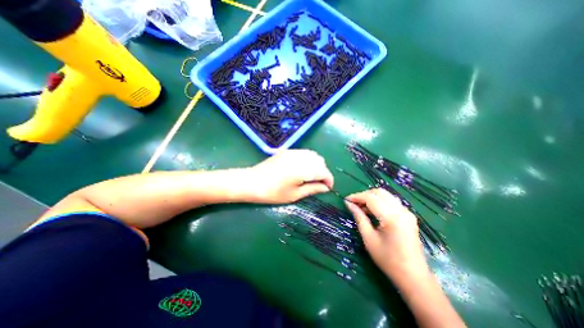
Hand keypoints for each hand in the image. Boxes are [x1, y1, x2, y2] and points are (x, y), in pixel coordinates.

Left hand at [245, 148, 332, 204]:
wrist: (252, 182)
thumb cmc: (273, 193)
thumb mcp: (294, 194)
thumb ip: (313, 189)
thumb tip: (325, 188)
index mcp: (303, 169)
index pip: (323, 171)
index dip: (329, 180)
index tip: (328, 188)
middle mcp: (300, 157)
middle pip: (320, 161)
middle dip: (323, 172)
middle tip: (319, 183)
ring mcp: (293, 152)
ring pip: (313, 155)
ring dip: (316, 165)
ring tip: (311, 177)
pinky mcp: (287, 151)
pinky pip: (304, 153)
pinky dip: (308, 160)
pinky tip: (303, 169)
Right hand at [343, 189, 427, 279]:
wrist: (413, 276)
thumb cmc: (388, 260)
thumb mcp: (369, 239)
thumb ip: (359, 217)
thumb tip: (349, 204)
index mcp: (391, 218)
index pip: (371, 198)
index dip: (356, 196)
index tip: (346, 200)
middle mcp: (401, 211)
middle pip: (379, 192)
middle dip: (364, 194)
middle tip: (354, 203)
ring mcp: (407, 212)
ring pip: (386, 195)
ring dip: (372, 197)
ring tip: (361, 207)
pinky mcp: (408, 215)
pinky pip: (391, 201)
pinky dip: (380, 202)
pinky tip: (373, 211)